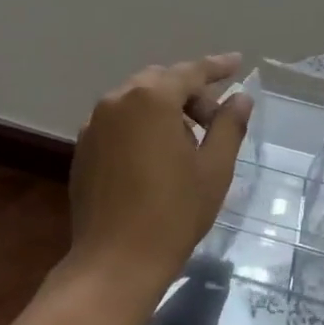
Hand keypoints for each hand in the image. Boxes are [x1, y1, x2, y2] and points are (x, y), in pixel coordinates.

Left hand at [67, 54, 252, 305]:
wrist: (115, 262)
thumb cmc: (174, 212)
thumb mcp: (214, 168)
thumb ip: (229, 125)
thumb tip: (240, 97)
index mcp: (152, 99)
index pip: (191, 72)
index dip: (217, 67)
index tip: (237, 62)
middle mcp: (118, 101)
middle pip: (161, 82)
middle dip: (190, 93)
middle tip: (214, 121)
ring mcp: (95, 125)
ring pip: (137, 100)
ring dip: (164, 109)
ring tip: (186, 142)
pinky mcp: (83, 149)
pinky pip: (118, 122)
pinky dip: (141, 125)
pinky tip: (155, 156)